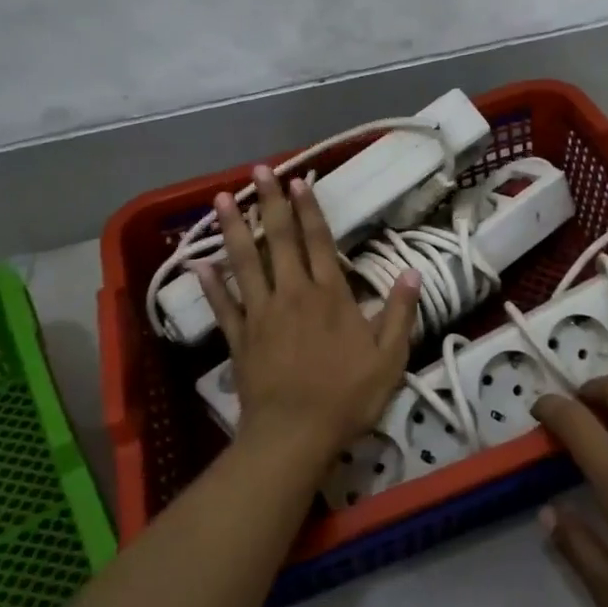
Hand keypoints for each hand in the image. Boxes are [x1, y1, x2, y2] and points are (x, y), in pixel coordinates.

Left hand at [196, 165, 421, 471]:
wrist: (296, 435)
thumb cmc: (347, 397)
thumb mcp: (389, 358)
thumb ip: (399, 313)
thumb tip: (411, 273)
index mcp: (330, 296)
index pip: (318, 242)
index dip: (309, 210)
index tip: (299, 180)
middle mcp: (293, 294)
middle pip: (280, 241)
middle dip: (269, 203)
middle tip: (258, 171)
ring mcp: (261, 314)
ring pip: (245, 263)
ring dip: (233, 229)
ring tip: (220, 198)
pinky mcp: (240, 338)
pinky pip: (223, 306)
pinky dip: (210, 284)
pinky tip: (197, 263)